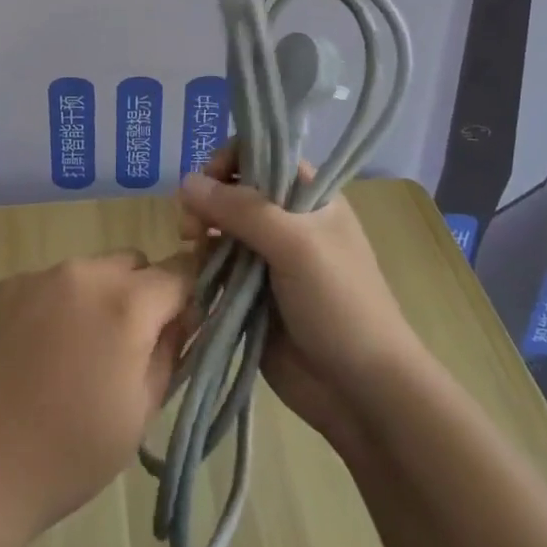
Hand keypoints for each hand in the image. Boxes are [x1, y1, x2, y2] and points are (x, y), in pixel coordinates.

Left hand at [0, 250, 193, 546]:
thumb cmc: (66, 453)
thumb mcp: (140, 413)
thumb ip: (170, 354)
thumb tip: (181, 320)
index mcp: (125, 303)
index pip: (180, 272)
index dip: (190, 296)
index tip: (185, 327)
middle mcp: (83, 273)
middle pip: (133, 265)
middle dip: (143, 296)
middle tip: (128, 349)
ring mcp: (38, 276)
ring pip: (89, 272)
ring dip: (98, 300)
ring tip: (75, 356)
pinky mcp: (4, 287)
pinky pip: (49, 284)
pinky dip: (57, 307)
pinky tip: (36, 355)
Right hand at [178, 148, 420, 455]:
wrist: (361, 392)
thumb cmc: (339, 304)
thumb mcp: (295, 244)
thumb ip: (241, 208)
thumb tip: (185, 181)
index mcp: (309, 197)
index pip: (262, 154)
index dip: (231, 160)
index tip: (210, 181)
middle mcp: (287, 220)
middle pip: (234, 189)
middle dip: (208, 199)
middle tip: (193, 224)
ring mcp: (267, 258)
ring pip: (220, 227)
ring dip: (201, 231)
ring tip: (191, 246)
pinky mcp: (250, 293)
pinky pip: (217, 266)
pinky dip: (202, 265)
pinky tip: (195, 274)